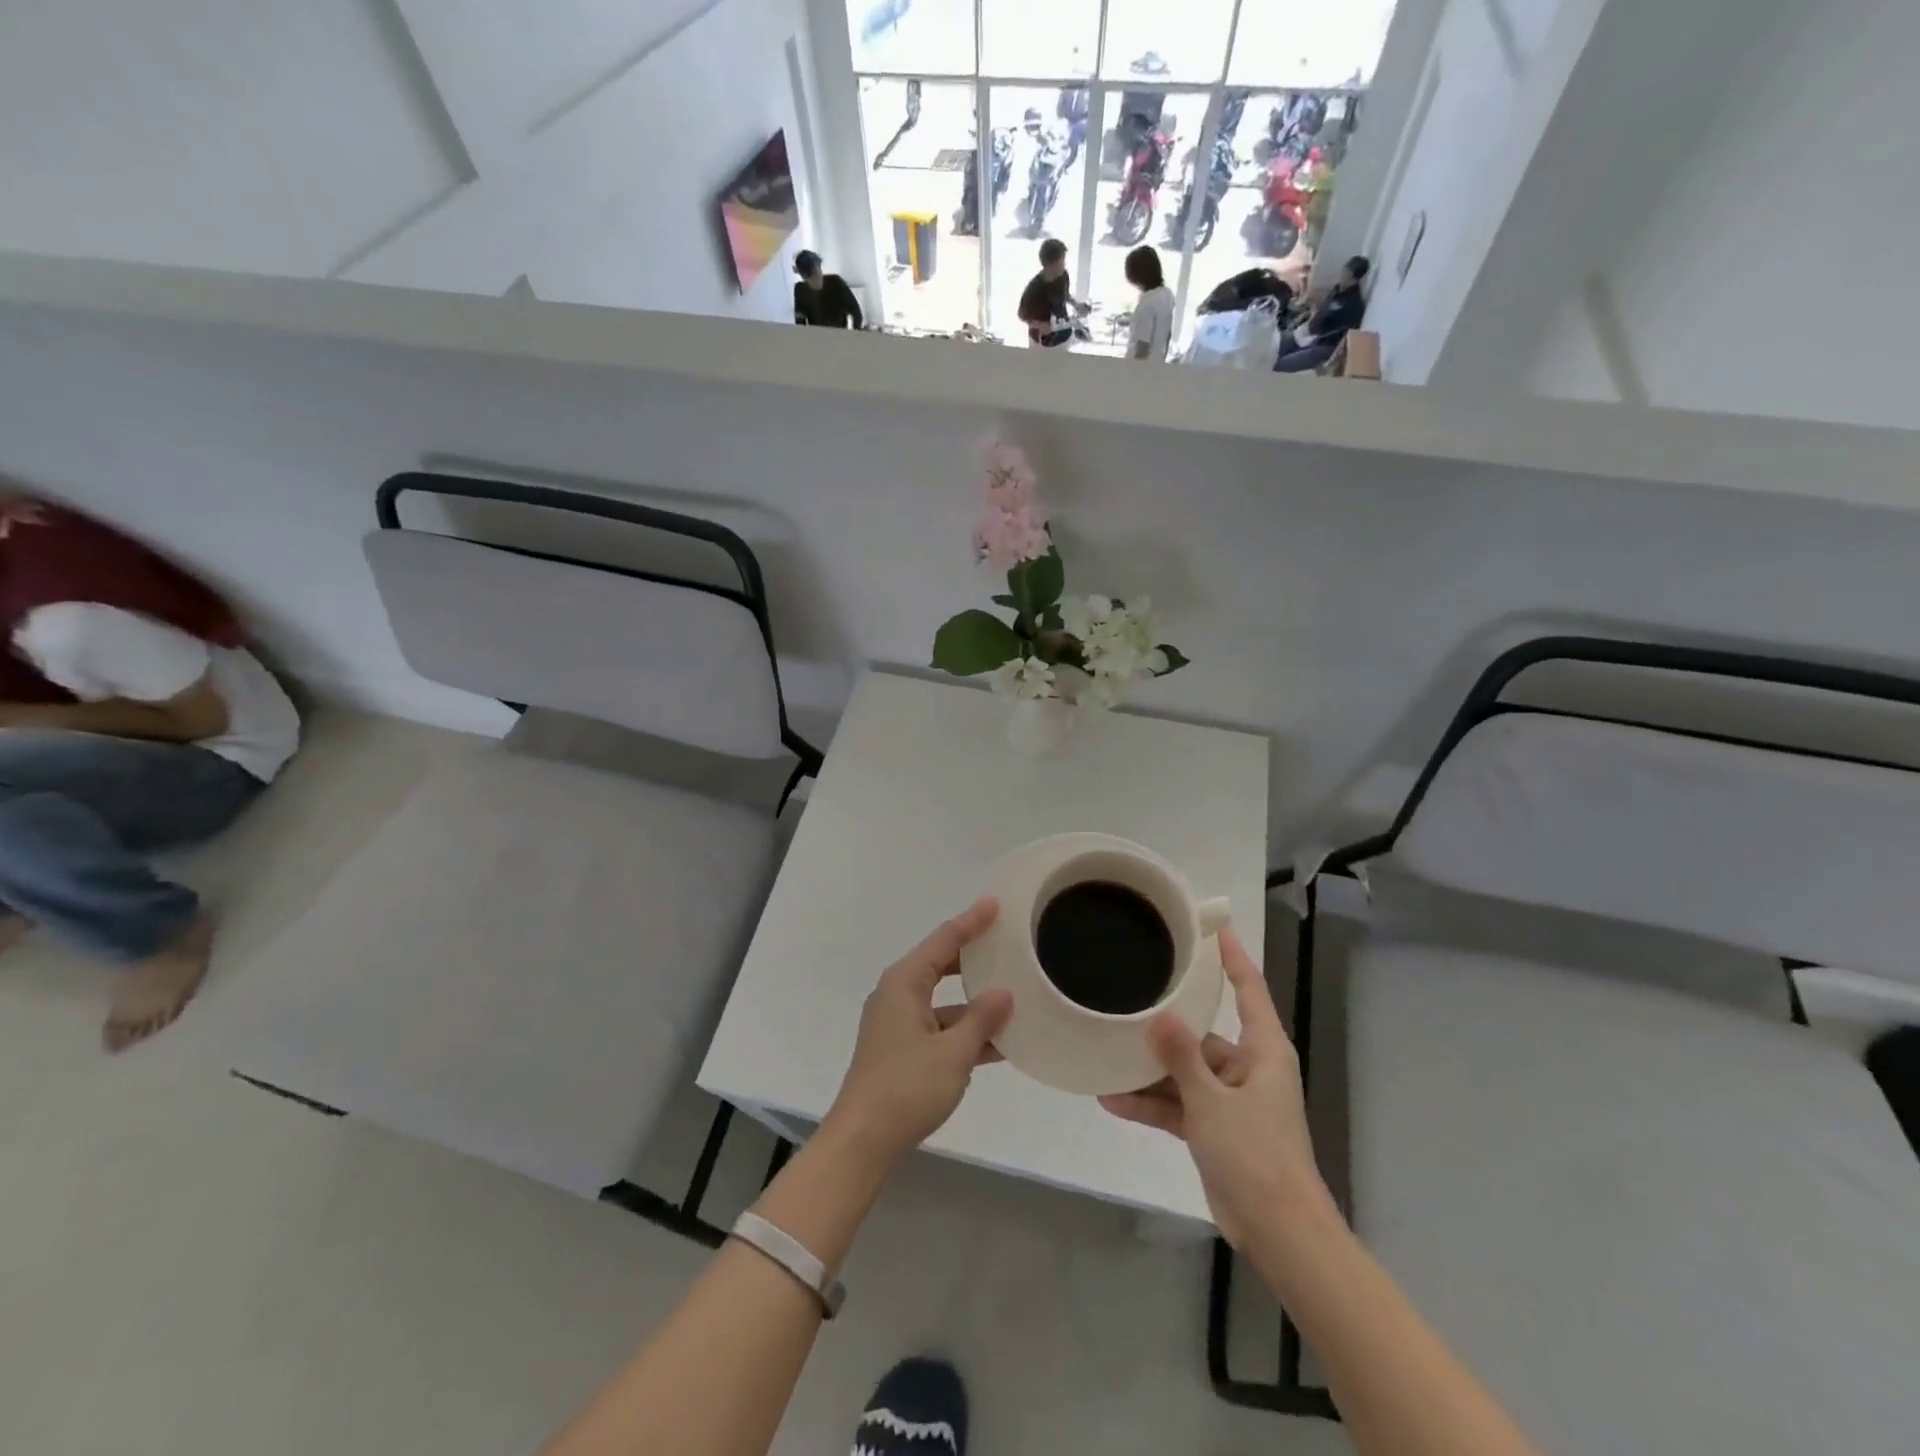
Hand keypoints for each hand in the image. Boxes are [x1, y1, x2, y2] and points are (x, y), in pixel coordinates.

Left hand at [825, 898, 1013, 1165]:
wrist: (863, 1140)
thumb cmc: (906, 1087)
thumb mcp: (953, 1052)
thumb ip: (982, 1019)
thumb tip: (1004, 993)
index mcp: (904, 983)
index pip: (944, 940)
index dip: (971, 921)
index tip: (995, 904)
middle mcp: (898, 995)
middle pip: (941, 965)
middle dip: (974, 957)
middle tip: (1007, 944)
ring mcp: (898, 1024)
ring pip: (944, 1001)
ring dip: (974, 1003)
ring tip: (1015, 996)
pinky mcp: (902, 1051)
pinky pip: (940, 1028)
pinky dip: (965, 1031)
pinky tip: (1000, 1042)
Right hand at [1099, 926, 1336, 1249]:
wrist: (1279, 1232)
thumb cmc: (1256, 1154)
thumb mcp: (1212, 1100)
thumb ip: (1182, 1056)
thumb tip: (1160, 1016)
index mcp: (1263, 1051)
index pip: (1249, 990)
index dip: (1233, 958)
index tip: (1214, 927)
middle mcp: (1247, 1069)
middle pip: (1203, 1035)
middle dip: (1166, 1026)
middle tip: (1128, 998)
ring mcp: (1230, 1101)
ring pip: (1185, 1073)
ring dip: (1150, 1072)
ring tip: (1107, 1055)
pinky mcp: (1216, 1130)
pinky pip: (1179, 1106)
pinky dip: (1152, 1105)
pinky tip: (1112, 1100)